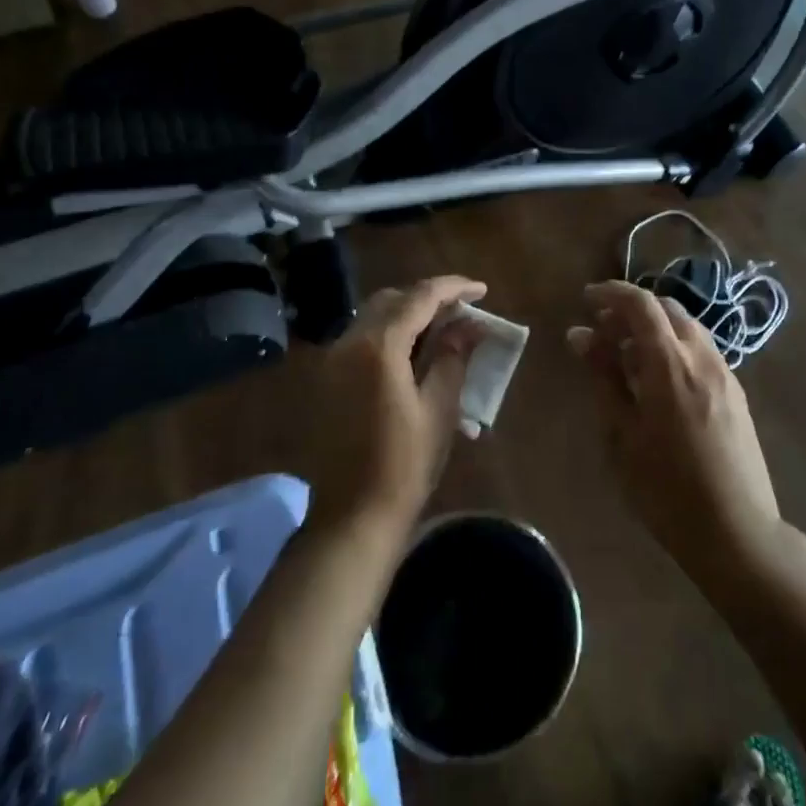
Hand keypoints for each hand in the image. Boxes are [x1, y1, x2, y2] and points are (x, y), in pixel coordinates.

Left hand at [306, 276, 487, 537]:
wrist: (351, 517)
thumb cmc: (403, 466)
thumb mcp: (439, 410)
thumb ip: (452, 357)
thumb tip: (467, 325)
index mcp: (378, 347)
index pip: (420, 297)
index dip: (454, 288)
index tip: (481, 290)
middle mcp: (348, 342)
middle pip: (391, 299)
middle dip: (427, 298)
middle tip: (460, 311)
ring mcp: (330, 360)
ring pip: (371, 316)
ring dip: (405, 314)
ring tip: (440, 330)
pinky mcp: (324, 379)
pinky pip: (359, 339)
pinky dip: (386, 334)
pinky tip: (409, 354)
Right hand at [568, 281, 783, 585]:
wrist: (737, 533)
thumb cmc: (666, 488)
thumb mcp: (622, 433)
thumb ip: (603, 376)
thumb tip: (581, 335)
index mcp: (670, 362)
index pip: (640, 304)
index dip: (611, 293)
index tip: (586, 300)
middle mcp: (702, 356)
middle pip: (666, 309)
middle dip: (632, 310)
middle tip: (602, 332)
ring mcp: (725, 374)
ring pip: (687, 328)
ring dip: (655, 328)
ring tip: (627, 357)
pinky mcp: (736, 394)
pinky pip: (701, 351)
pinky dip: (674, 347)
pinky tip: (658, 380)